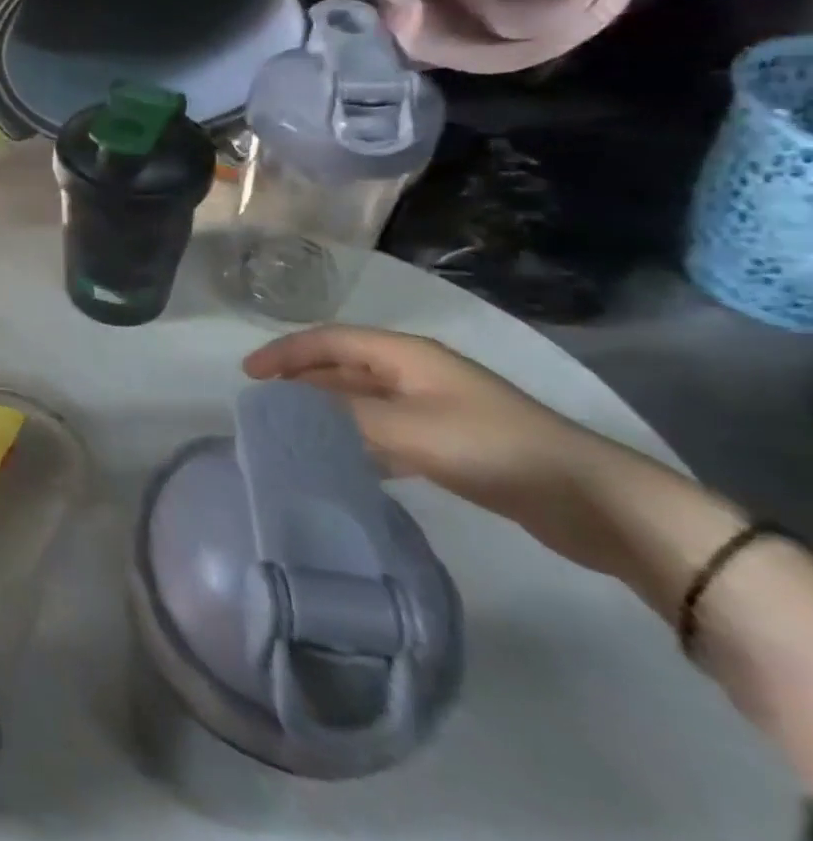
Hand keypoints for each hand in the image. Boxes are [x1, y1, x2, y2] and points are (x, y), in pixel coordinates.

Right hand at [243, 325, 637, 569]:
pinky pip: (386, 429)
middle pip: (344, 364)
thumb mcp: (408, 429)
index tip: (249, 375)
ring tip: (294, 428)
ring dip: (327, 408)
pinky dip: (358, 437)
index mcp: (406, 356)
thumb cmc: (493, 448)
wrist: (592, 500)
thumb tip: (292, 413)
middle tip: (266, 401)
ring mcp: (436, 407)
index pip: (329, 340)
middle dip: (302, 378)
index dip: (286, 352)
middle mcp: (417, 372)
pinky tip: (346, 460)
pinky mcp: (452, 442)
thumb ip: (344, 418)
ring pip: (364, 398)